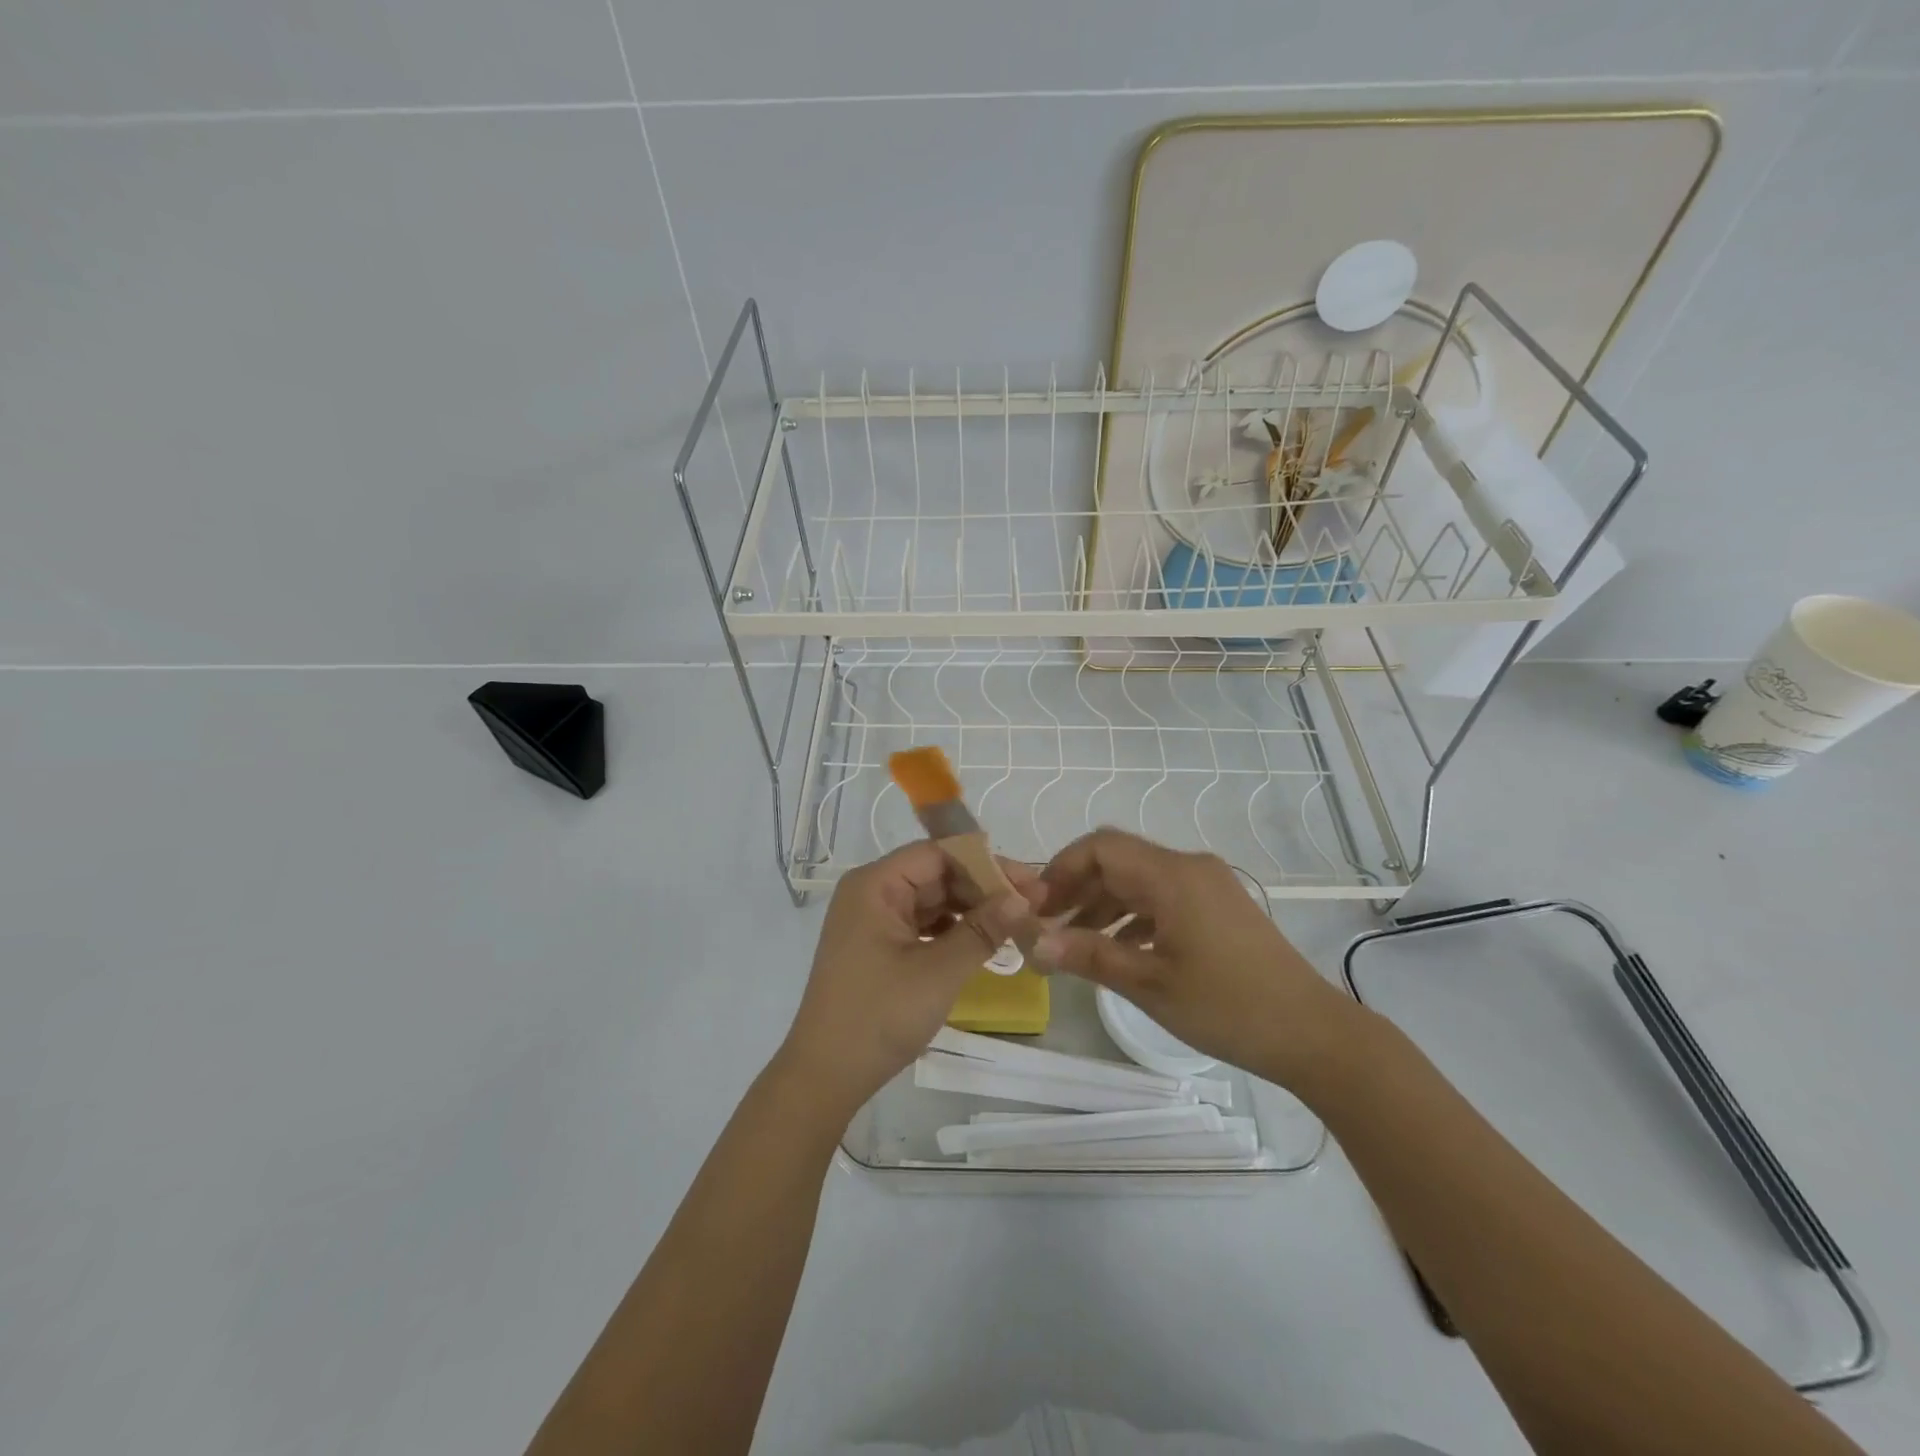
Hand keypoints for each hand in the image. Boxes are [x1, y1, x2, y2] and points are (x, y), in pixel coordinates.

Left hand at [780, 842, 1037, 1119]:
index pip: (939, 854)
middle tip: (1032, 904)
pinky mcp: (877, 946)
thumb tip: (1023, 898)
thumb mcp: (939, 971)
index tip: (1030, 882)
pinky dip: (952, 930)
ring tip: (1015, 922)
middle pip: (936, 874)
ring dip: (971, 910)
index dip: (987, 863)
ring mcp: (872, 920)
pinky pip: (921, 924)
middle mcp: (871, 892)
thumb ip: (983, 929)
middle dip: (983, 887)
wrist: (826, 1075)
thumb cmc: (880, 1016)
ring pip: (931, 900)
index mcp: (876, 884)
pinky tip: (983, 941)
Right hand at [1034, 828, 1355, 1089]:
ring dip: (1102, 904)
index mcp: (1172, 876)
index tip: (1036, 906)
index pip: (1100, 848)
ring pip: (1138, 879)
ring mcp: (1207, 885)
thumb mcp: (1149, 984)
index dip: (1061, 869)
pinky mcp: (1218, 906)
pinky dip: (1132, 915)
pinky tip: (1116, 948)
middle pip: (1118, 860)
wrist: (1312, 1033)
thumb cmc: (1227, 1006)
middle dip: (1076, 888)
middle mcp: (1189, 867)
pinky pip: (1162, 897)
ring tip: (1072, 941)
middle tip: (1046, 925)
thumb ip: (1089, 957)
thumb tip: (1035, 945)